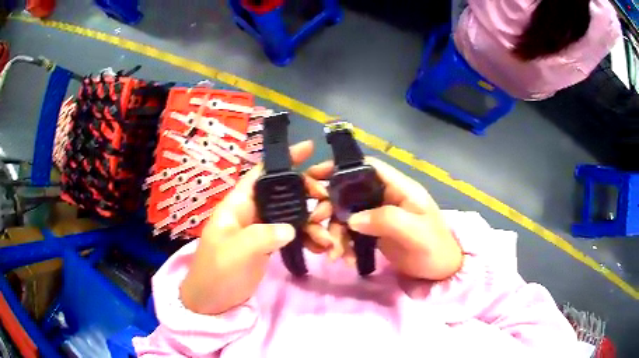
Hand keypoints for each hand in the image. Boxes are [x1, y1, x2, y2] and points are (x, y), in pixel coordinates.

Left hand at [180, 141, 334, 314]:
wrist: (213, 300)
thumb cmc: (216, 272)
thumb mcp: (234, 253)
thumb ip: (261, 237)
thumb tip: (290, 228)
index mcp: (238, 204)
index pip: (262, 173)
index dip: (283, 159)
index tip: (309, 148)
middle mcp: (252, 211)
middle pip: (284, 191)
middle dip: (308, 190)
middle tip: (328, 197)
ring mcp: (262, 228)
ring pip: (293, 213)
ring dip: (312, 220)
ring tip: (326, 235)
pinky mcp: (270, 244)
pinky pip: (293, 233)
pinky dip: (308, 237)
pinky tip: (320, 246)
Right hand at [307, 157, 462, 280]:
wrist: (440, 272)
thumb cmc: (434, 248)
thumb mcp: (416, 233)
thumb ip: (386, 220)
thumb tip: (351, 219)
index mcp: (399, 188)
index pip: (368, 167)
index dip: (341, 167)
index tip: (315, 176)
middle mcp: (386, 198)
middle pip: (350, 191)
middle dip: (330, 206)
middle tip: (316, 223)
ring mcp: (378, 216)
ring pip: (346, 215)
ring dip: (335, 232)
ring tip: (334, 254)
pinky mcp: (373, 233)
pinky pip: (351, 233)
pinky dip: (344, 245)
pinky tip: (345, 259)